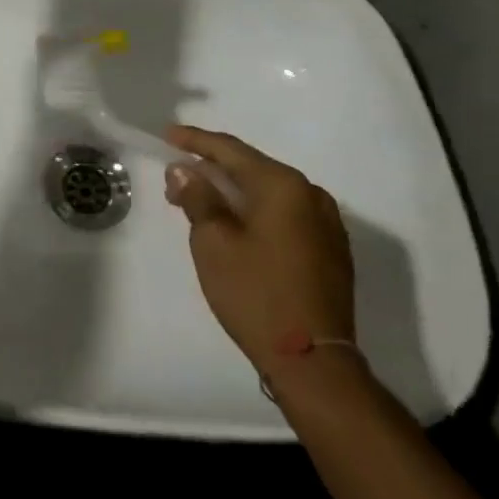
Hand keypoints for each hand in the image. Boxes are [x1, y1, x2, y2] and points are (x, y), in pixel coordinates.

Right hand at [164, 126, 355, 377]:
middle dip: (212, 170)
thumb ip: (197, 197)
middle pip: (252, 169)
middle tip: (176, 178)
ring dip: (234, 193)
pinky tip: (235, 224)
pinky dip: (256, 212)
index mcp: (283, 185)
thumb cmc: (256, 294)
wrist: (314, 363)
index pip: (231, 150)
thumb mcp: (213, 242)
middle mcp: (311, 195)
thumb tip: (184, 170)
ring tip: (200, 202)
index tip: (168, 135)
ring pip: (269, 193)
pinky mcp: (331, 250)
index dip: (195, 141)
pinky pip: (285, 214)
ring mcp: (327, 224)